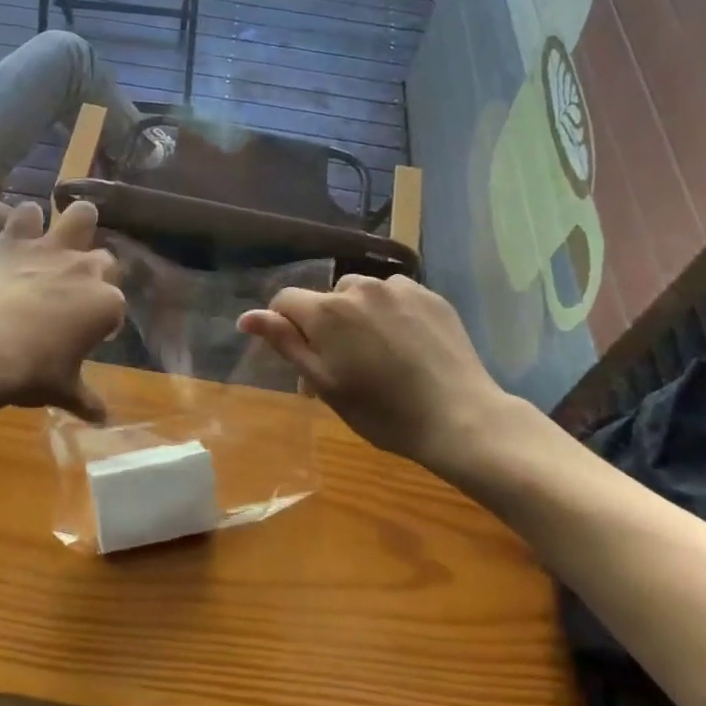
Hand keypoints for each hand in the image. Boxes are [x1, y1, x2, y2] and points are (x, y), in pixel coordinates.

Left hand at [0, 200, 123, 421]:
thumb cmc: (32, 372)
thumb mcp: (63, 390)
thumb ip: (86, 399)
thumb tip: (104, 419)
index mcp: (107, 304)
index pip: (116, 305)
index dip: (103, 319)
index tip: (89, 334)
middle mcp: (87, 269)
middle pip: (105, 258)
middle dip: (96, 270)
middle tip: (76, 290)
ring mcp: (51, 250)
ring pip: (79, 216)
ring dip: (76, 221)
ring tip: (67, 232)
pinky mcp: (14, 241)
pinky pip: (26, 214)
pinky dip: (24, 220)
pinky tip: (20, 229)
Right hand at [237, 275, 521, 471]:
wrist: (459, 417)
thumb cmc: (382, 412)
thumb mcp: (325, 383)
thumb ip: (286, 343)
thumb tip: (247, 316)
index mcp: (327, 311)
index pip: (285, 301)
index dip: (284, 326)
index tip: (302, 358)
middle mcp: (360, 287)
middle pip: (327, 298)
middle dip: (326, 325)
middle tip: (343, 367)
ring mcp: (399, 288)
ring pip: (362, 295)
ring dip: (359, 316)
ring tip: (379, 355)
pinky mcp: (430, 295)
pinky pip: (396, 296)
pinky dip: (392, 314)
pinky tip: (407, 346)